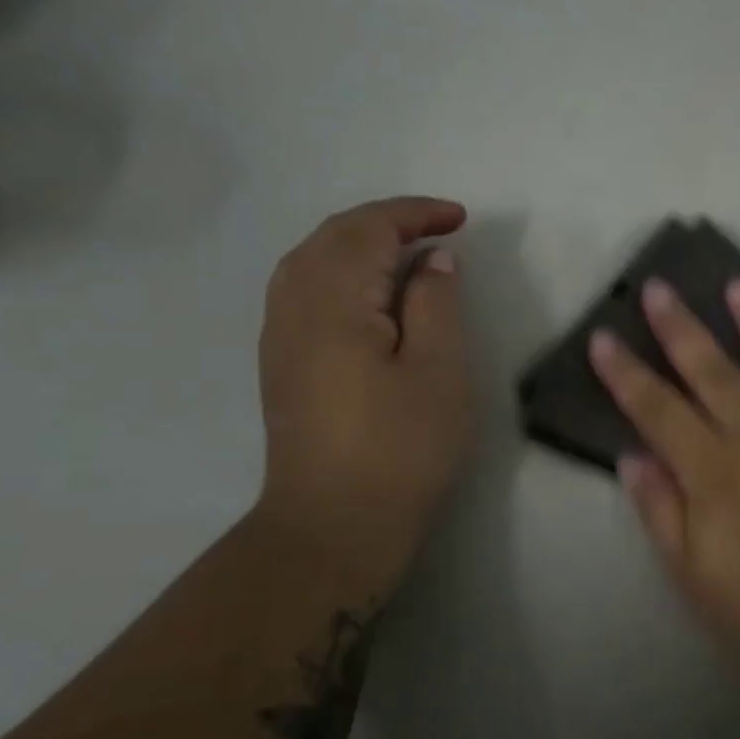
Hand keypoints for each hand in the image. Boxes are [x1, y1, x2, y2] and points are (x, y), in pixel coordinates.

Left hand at [254, 197, 472, 593]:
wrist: (334, 524)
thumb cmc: (400, 448)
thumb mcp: (438, 372)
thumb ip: (435, 305)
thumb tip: (432, 261)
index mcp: (332, 303)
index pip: (368, 230)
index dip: (414, 214)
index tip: (460, 219)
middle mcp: (293, 307)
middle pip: (331, 237)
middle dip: (386, 221)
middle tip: (438, 228)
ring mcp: (279, 336)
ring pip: (311, 260)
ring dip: (359, 242)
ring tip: (407, 252)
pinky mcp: (282, 363)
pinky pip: (304, 289)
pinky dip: (340, 270)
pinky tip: (370, 292)